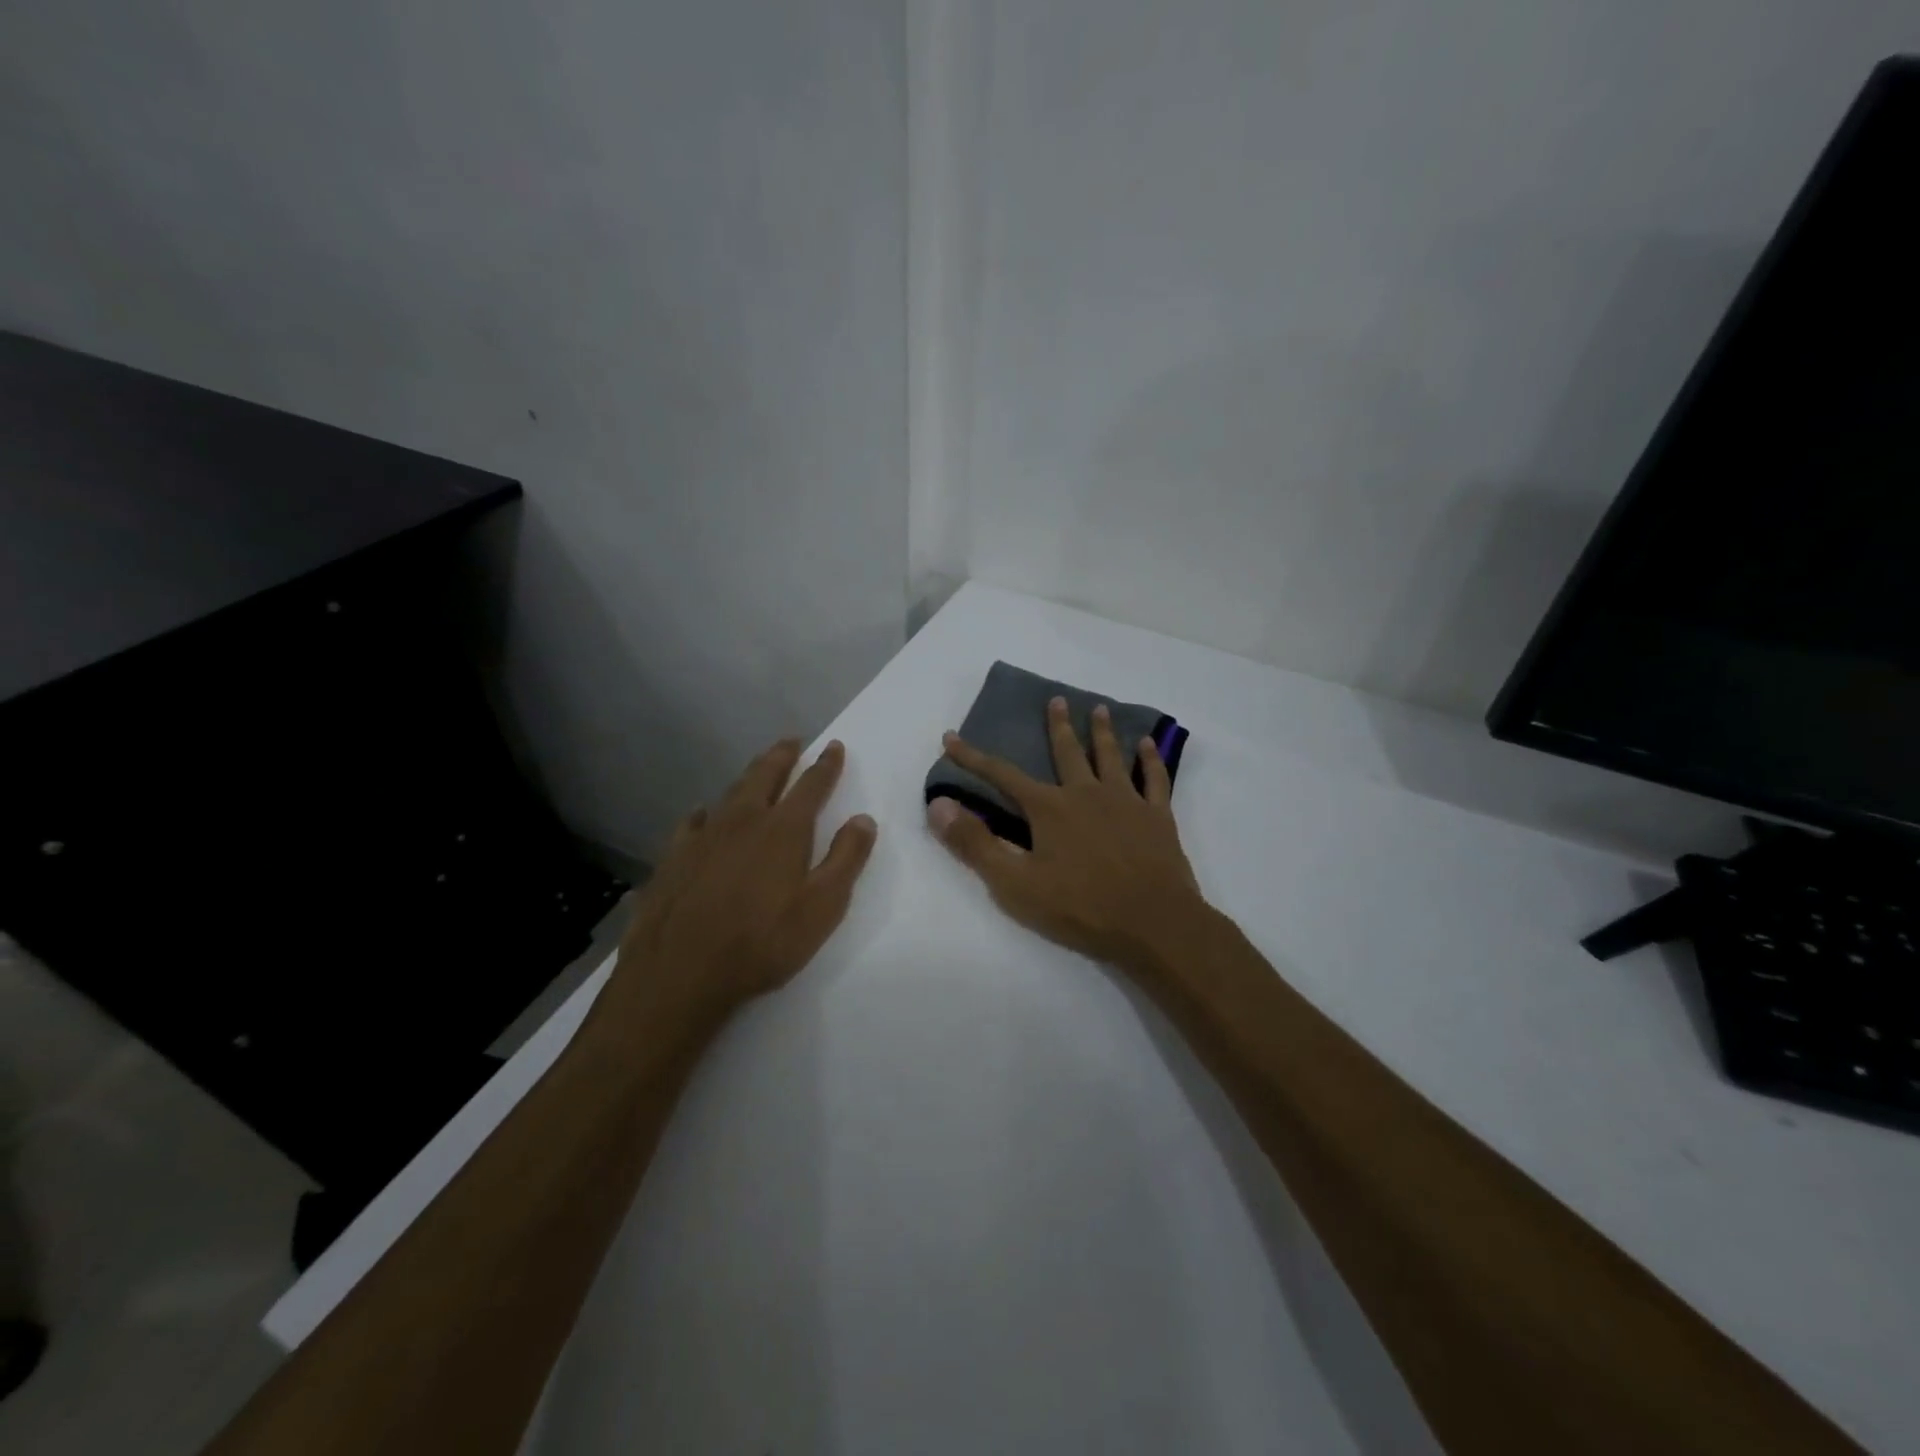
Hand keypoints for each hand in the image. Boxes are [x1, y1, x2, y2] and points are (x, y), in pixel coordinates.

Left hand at [605, 738, 876, 1027]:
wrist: (680, 972)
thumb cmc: (763, 942)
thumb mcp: (823, 906)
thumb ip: (846, 859)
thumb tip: (863, 819)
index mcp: (783, 829)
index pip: (811, 785)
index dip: (826, 765)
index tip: (834, 746)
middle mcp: (743, 820)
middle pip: (765, 775)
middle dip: (782, 756)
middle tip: (791, 741)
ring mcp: (703, 836)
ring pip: (730, 793)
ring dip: (748, 777)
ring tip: (757, 769)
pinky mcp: (673, 857)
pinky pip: (693, 822)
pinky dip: (705, 813)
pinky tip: (702, 815)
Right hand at [927, 697, 1205, 969]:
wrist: (1153, 923)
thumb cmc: (1080, 907)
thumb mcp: (1014, 883)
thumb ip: (975, 843)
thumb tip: (938, 805)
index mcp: (1049, 809)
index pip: (1002, 776)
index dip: (973, 758)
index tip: (951, 737)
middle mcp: (1086, 793)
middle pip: (1068, 752)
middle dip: (1057, 726)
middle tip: (1056, 700)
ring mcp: (1125, 802)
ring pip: (1111, 757)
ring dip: (1102, 732)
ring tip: (1099, 709)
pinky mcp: (1157, 817)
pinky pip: (1154, 779)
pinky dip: (1151, 759)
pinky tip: (1148, 744)